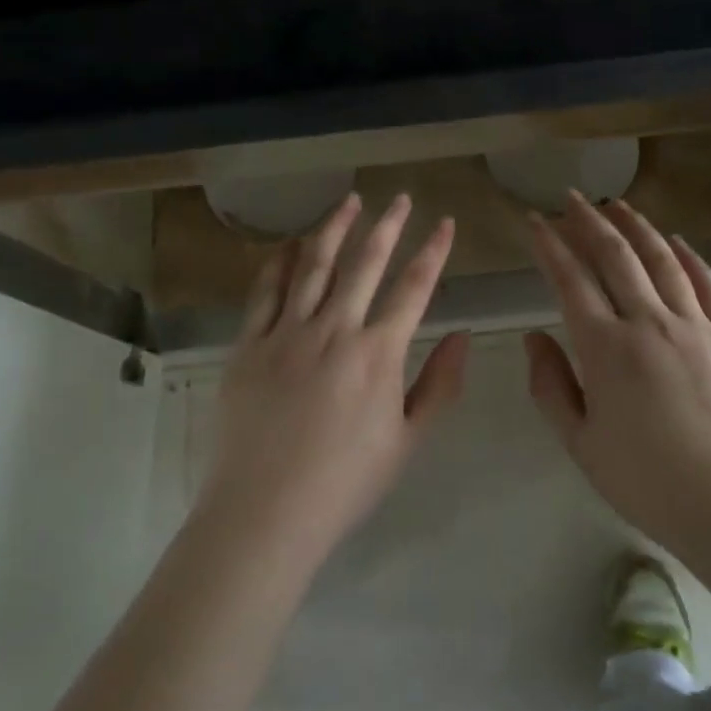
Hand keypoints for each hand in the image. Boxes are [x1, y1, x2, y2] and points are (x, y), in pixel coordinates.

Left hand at [200, 192, 468, 564]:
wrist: (265, 513)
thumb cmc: (345, 483)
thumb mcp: (408, 441)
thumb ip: (439, 385)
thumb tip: (463, 334)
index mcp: (378, 353)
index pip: (414, 288)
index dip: (434, 250)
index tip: (445, 222)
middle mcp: (334, 330)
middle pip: (365, 263)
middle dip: (387, 225)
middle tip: (399, 198)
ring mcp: (287, 333)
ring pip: (314, 265)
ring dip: (335, 229)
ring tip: (349, 202)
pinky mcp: (248, 345)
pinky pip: (266, 292)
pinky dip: (280, 262)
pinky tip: (290, 244)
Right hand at [524, 194, 710, 560]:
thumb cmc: (653, 486)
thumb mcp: (583, 447)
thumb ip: (551, 387)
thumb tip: (534, 337)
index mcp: (607, 350)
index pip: (570, 280)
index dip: (549, 246)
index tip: (535, 221)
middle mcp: (650, 323)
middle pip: (615, 256)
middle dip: (589, 221)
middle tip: (572, 197)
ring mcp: (697, 327)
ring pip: (662, 259)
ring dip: (636, 226)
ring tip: (618, 205)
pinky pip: (708, 284)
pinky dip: (689, 256)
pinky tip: (676, 241)